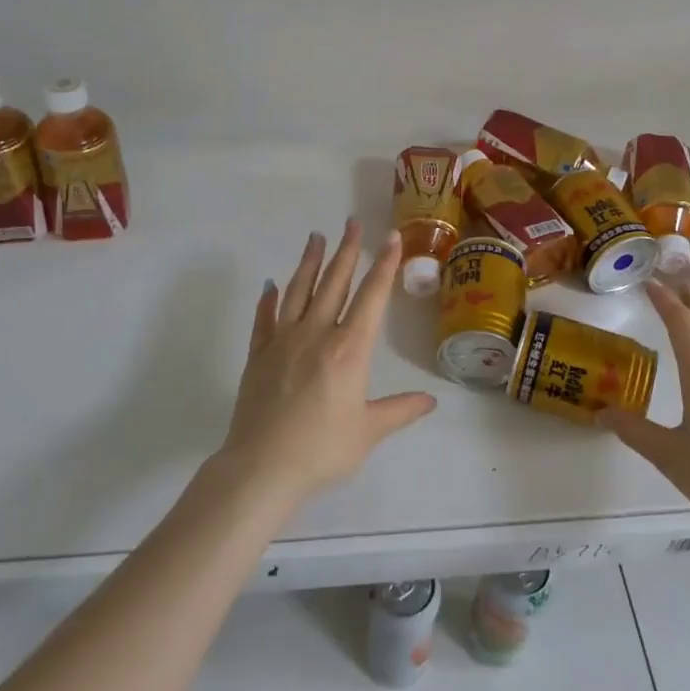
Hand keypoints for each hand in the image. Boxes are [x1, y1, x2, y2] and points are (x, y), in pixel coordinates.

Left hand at [214, 222, 437, 504]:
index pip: (371, 297)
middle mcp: (317, 334)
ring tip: (315, 236)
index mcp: (349, 349)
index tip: (390, 237)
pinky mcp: (258, 354)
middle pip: (334, 282)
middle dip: (346, 251)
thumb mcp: (369, 431)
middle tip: (351, 223)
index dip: (383, 265)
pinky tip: (271, 285)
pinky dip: (268, 299)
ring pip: (299, 291)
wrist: (262, 467)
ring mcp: (283, 341)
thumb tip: (431, 401)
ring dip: (308, 262)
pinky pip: (264, 319)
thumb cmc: (322, 449)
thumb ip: (400, 411)